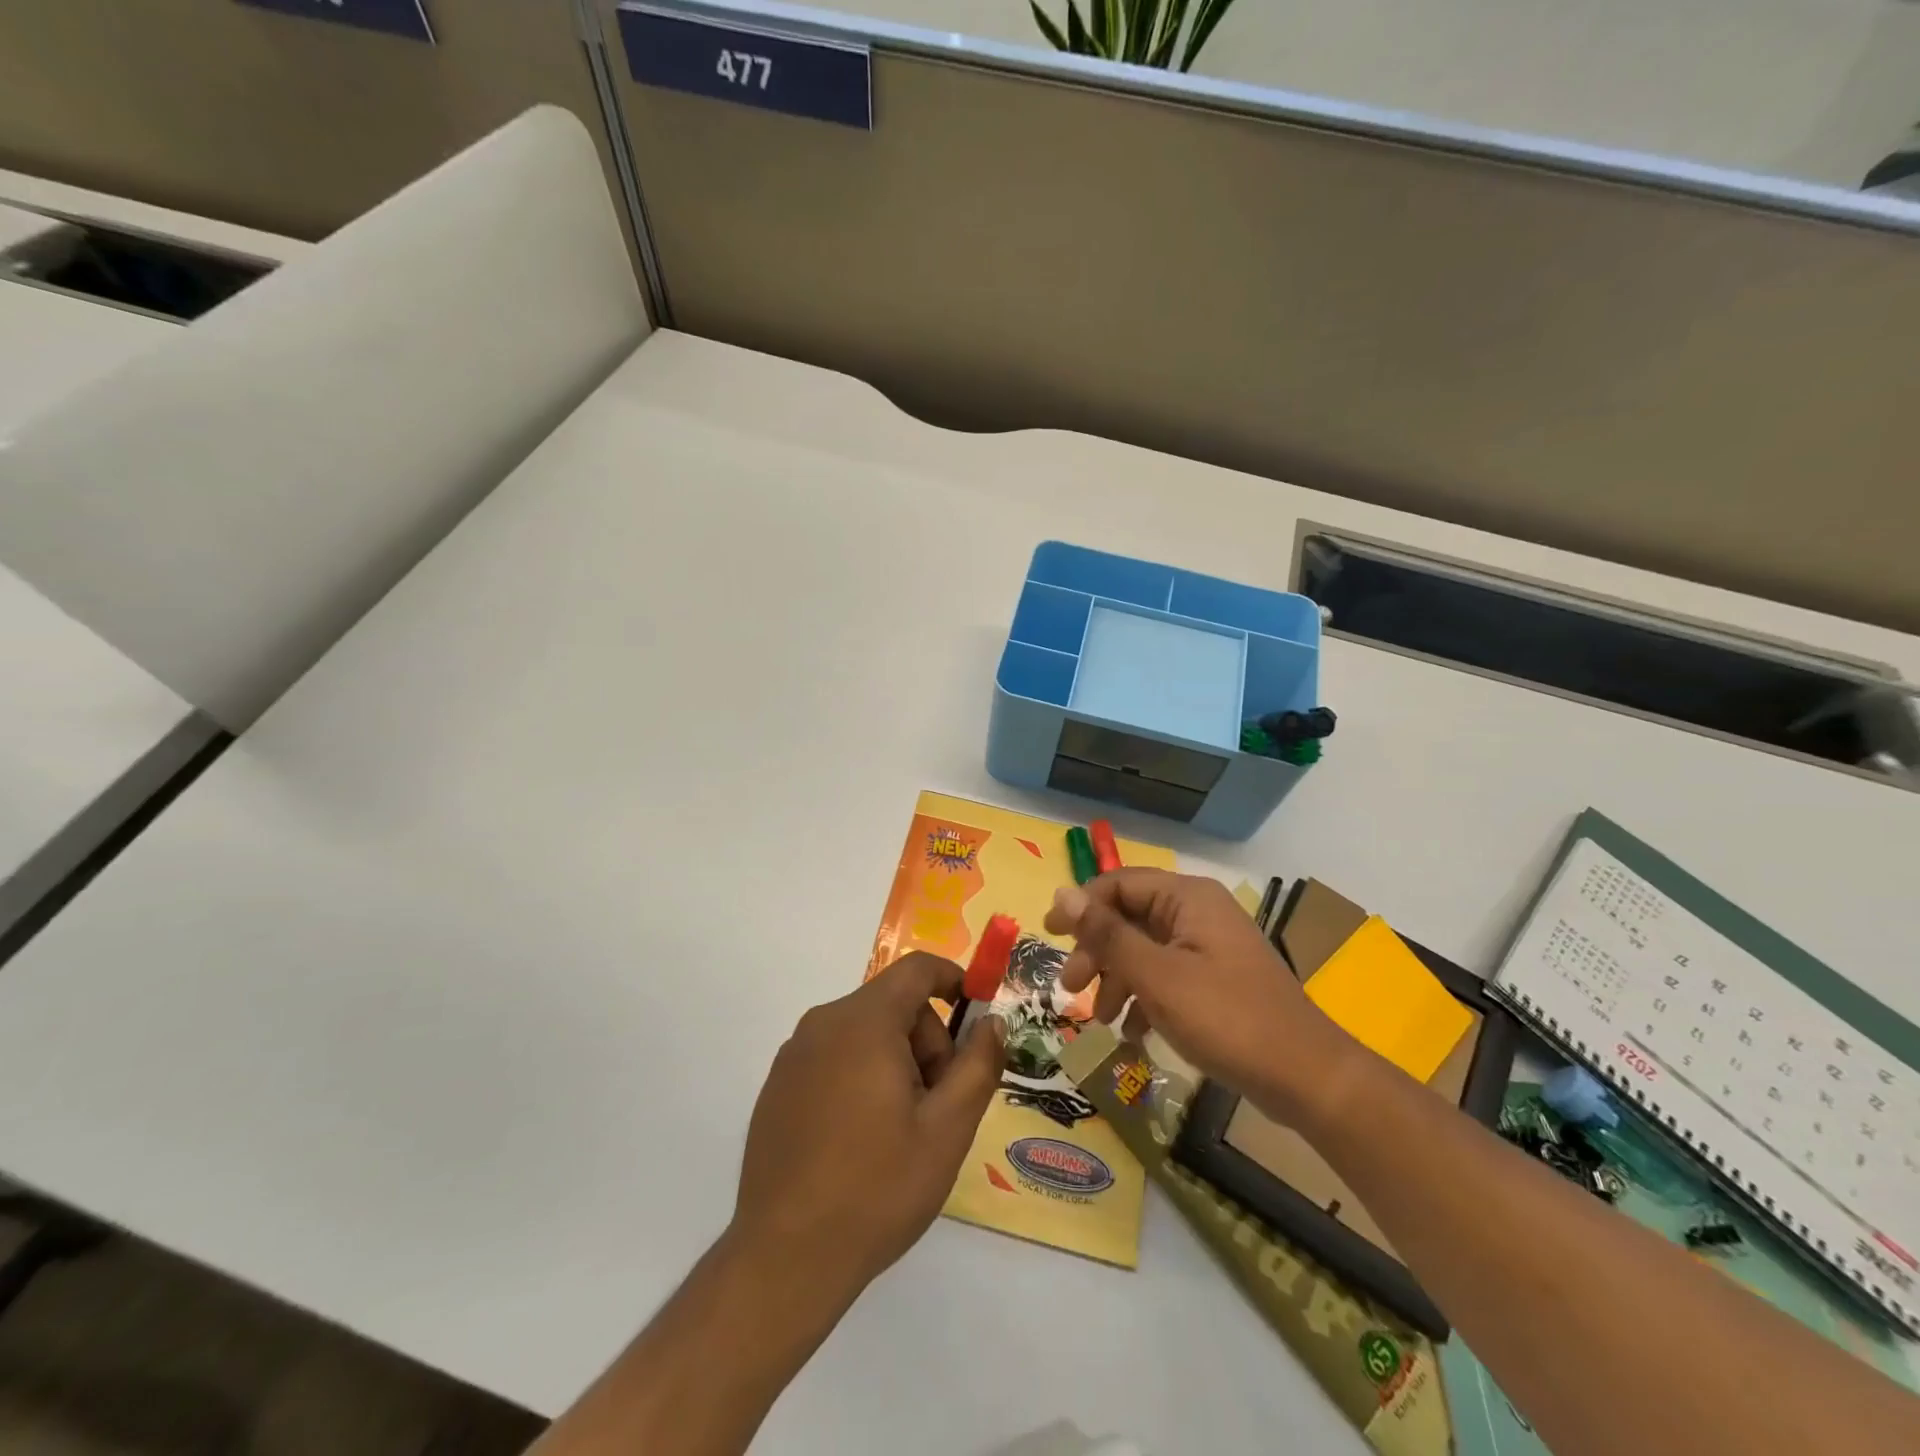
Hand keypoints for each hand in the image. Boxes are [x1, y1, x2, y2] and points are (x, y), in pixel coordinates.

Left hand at [730, 952, 1003, 1312]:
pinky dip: (861, 1076)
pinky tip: (862, 1140)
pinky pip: (834, 1056)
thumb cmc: (877, 1189)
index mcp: (863, 1022)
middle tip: (938, 1104)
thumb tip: (992, 1023)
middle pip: (893, 1005)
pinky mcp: (778, 1085)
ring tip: (901, 1130)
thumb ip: (978, 1065)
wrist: (785, 1260)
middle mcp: (822, 1024)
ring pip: (865, 1032)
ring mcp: (794, 1055)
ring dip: (896, 1062)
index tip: (976, 1020)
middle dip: (927, 1041)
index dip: (953, 980)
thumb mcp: (947, 1129)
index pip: (916, 969)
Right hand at [1045, 870, 1349, 1122]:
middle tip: (1072, 987)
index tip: (1048, 936)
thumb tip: (1062, 893)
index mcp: (1187, 898)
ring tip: (1101, 1018)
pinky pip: (1165, 975)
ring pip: (1144, 950)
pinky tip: (1132, 1033)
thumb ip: (1107, 934)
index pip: (1118, 884)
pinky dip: (1143, 998)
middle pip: (1129, 917)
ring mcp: (1207, 947)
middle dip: (1097, 951)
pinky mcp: (1214, 979)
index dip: (1080, 906)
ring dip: (1116, 979)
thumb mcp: (1157, 976)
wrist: (1306, 1078)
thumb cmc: (1227, 1018)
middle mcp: (1196, 913)